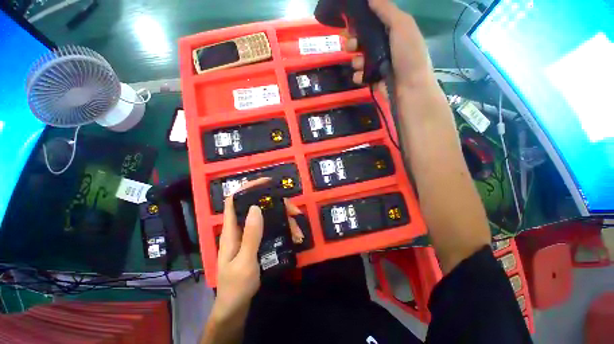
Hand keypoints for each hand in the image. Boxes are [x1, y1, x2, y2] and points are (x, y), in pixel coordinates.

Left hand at [209, 178, 302, 323]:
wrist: (235, 308)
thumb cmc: (236, 287)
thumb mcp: (245, 262)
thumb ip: (250, 235)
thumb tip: (256, 207)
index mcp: (231, 230)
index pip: (234, 200)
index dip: (247, 188)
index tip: (266, 183)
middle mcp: (241, 228)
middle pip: (259, 207)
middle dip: (278, 206)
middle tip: (295, 212)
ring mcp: (251, 235)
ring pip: (269, 218)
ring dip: (285, 221)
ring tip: (299, 232)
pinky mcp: (258, 241)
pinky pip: (272, 229)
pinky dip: (284, 230)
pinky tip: (295, 237)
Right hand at [346, 0, 437, 92]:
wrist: (410, 88)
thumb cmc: (408, 54)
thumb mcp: (402, 26)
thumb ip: (386, 10)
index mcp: (392, 31)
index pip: (371, 24)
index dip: (359, 23)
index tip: (350, 24)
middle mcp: (383, 47)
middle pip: (361, 42)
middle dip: (353, 43)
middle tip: (351, 46)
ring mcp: (377, 65)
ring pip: (358, 60)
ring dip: (355, 61)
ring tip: (360, 65)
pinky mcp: (372, 80)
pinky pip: (359, 76)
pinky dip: (358, 76)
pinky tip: (361, 77)